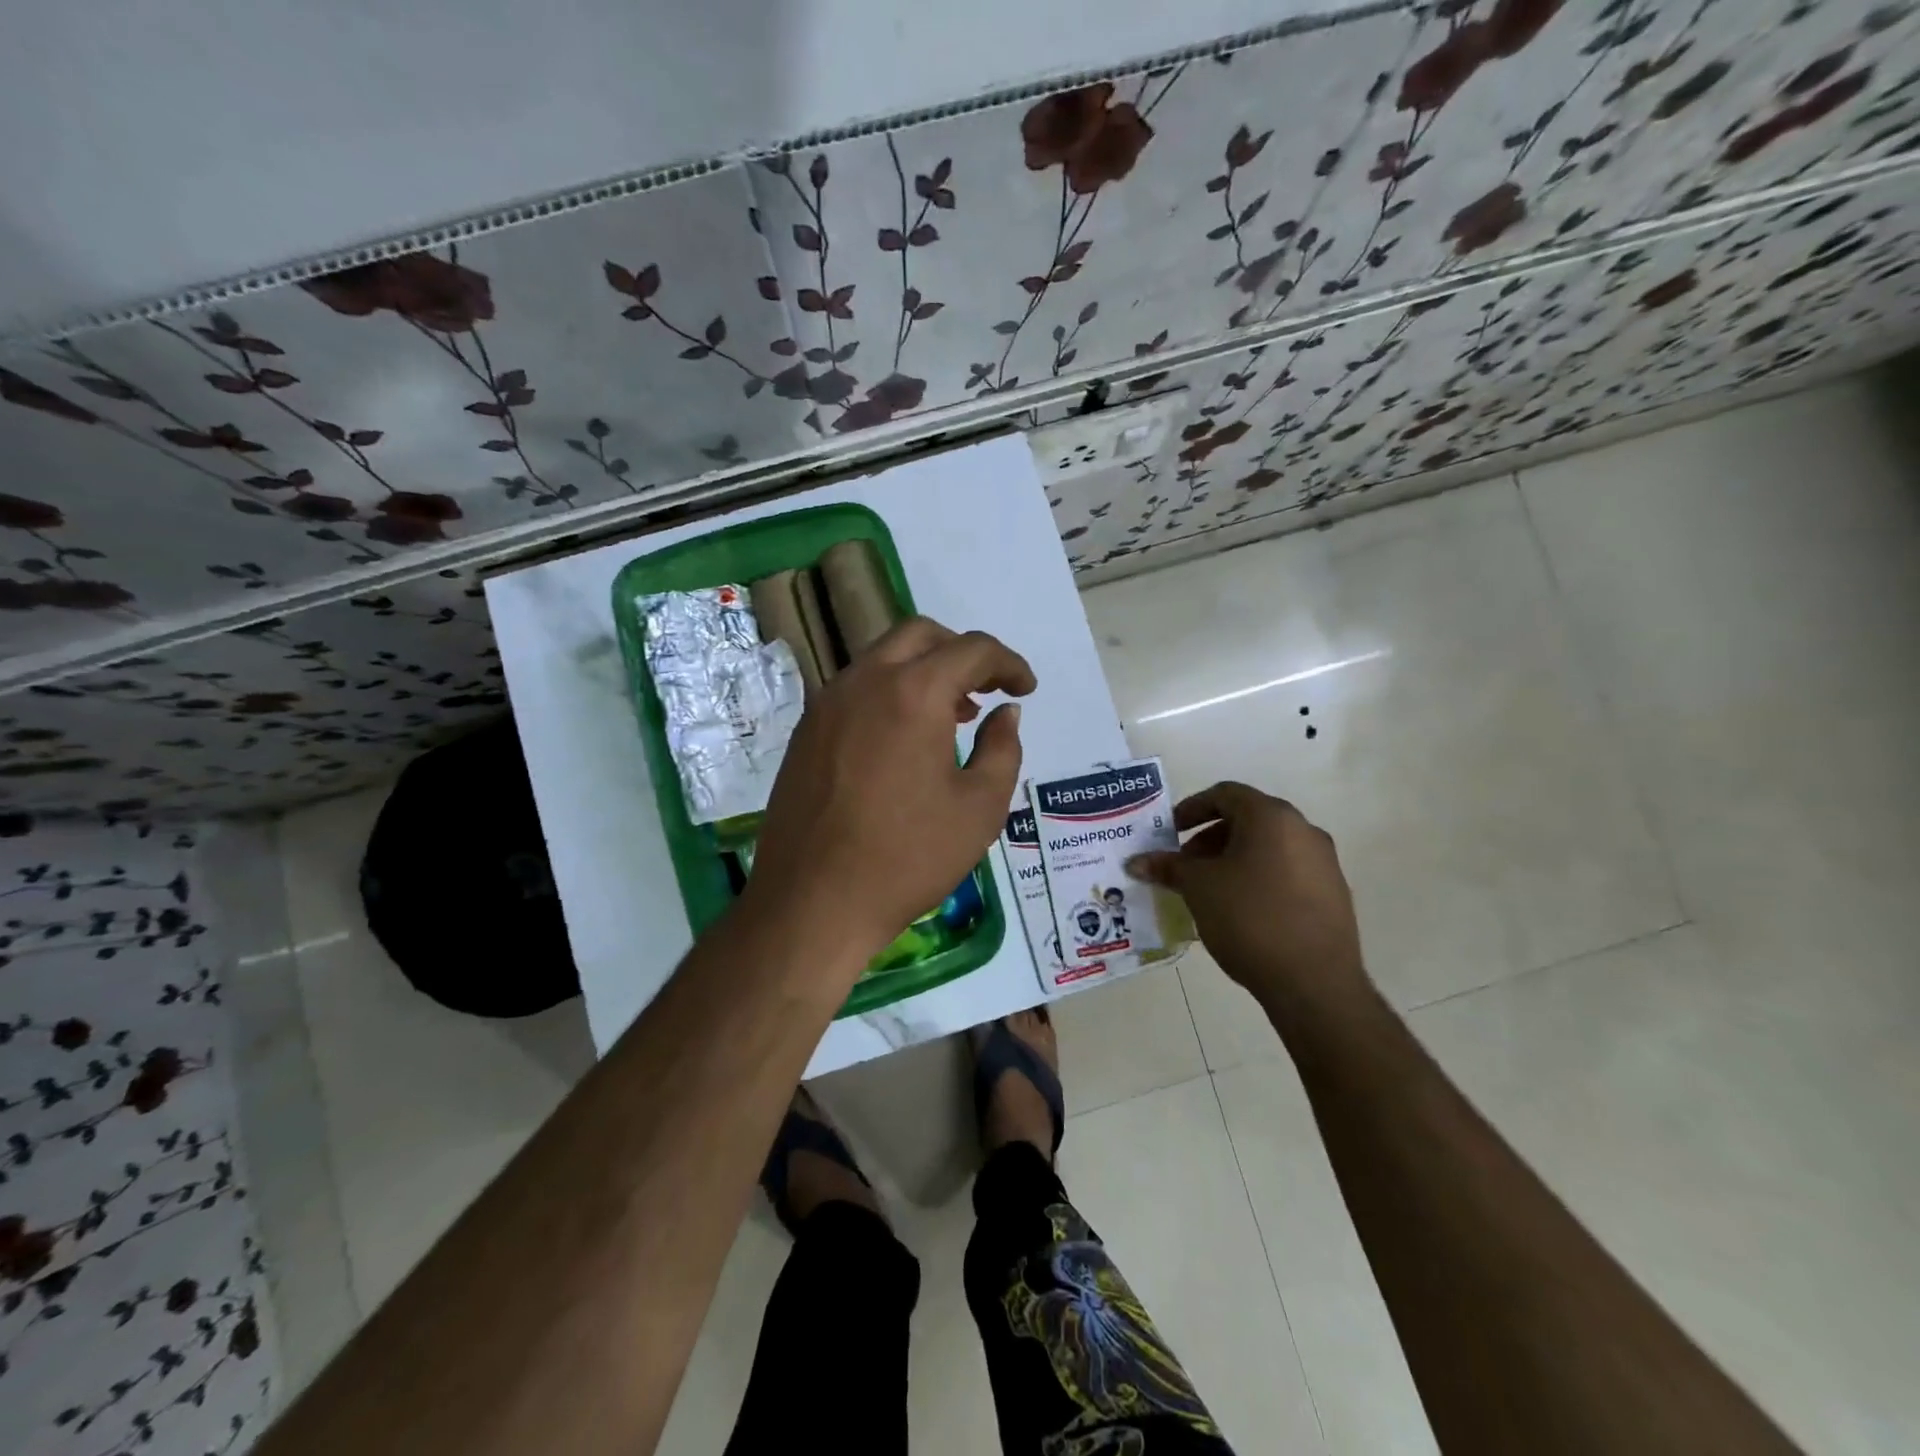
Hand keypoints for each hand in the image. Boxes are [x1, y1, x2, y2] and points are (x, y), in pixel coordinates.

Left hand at [745, 617, 1035, 965]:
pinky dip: (890, 693)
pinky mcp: (806, 731)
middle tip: (985, 690)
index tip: (1025, 689)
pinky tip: (904, 740)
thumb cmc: (908, 857)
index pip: (971, 650)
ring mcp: (827, 704)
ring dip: (923, 671)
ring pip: (883, 659)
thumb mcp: (980, 808)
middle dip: (961, 652)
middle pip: (920, 636)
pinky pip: (856, 690)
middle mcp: (865, 681)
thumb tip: (1005, 712)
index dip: (1008, 663)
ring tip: (950, 717)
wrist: (813, 902)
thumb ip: (1002, 749)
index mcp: (913, 692)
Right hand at [1128, 782, 1368, 1014]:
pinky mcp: (1333, 894)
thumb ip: (1168, 867)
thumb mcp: (1198, 888)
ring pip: (1268, 847)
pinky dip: (1258, 878)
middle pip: (1247, 819)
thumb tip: (1136, 862)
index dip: (1191, 809)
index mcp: (1271, 817)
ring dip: (1233, 859)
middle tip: (1185, 865)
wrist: (1314, 983)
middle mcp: (1303, 830)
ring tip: (1209, 890)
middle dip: (1209, 838)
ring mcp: (1324, 863)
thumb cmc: (1250, 918)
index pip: (1225, 794)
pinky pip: (1286, 872)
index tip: (1169, 833)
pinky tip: (1240, 911)